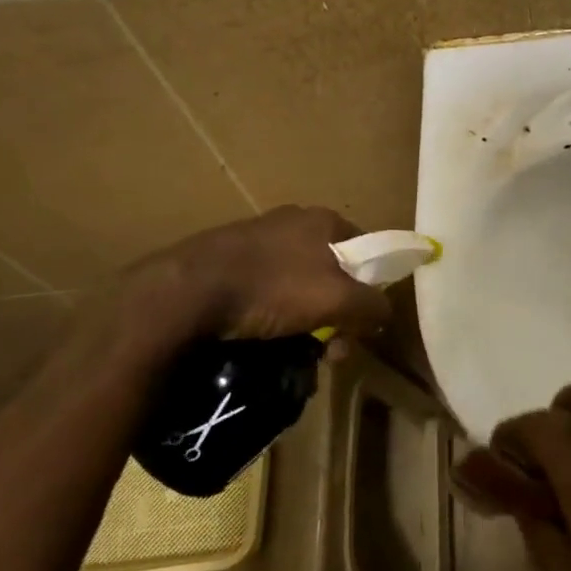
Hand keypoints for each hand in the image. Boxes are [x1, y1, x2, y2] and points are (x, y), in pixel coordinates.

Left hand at [86, 207, 392, 371]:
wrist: (186, 292)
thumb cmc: (273, 288)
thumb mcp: (338, 300)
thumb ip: (372, 305)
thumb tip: (385, 313)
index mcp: (323, 219)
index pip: (366, 249)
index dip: (371, 286)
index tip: (361, 323)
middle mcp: (293, 220)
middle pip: (332, 270)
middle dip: (337, 312)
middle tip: (329, 350)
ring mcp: (256, 237)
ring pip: (298, 283)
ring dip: (305, 318)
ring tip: (295, 351)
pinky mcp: (225, 258)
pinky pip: (264, 289)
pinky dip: (271, 313)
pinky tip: (262, 337)